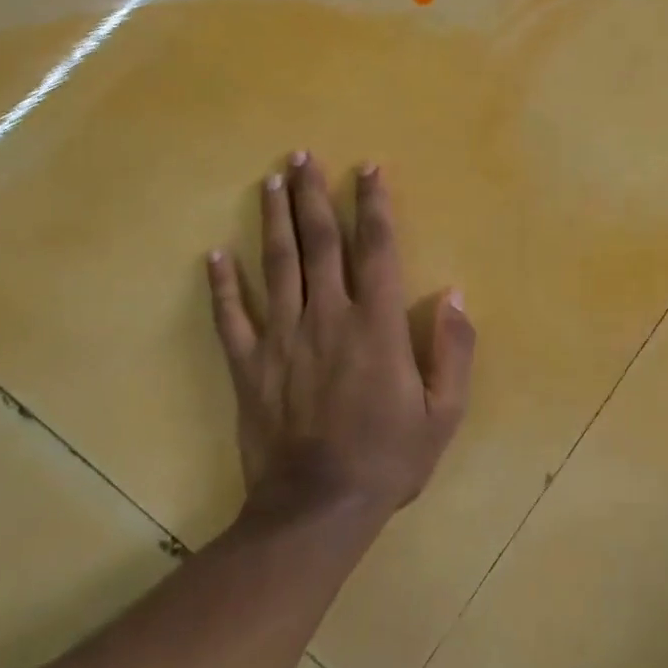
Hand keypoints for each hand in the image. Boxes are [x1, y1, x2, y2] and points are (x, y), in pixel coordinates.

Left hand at [207, 153, 475, 519]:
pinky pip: (232, 317)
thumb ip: (453, 350)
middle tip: (302, 156)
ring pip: (276, 266)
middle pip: (319, 243)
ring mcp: (282, 339)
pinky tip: (214, 255)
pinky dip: (222, 285)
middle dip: (313, 195)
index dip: (374, 204)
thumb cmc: (388, 458)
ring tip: (271, 181)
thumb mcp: (443, 412)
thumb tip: (454, 294)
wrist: (317, 510)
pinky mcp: (250, 366)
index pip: (377, 249)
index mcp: (376, 325)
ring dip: (274, 220)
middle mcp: (328, 317)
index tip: (368, 168)